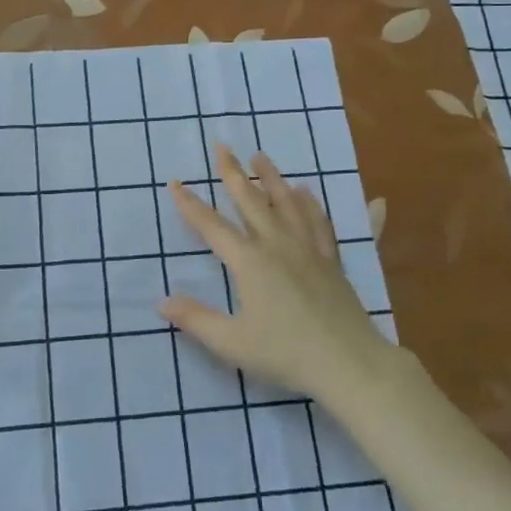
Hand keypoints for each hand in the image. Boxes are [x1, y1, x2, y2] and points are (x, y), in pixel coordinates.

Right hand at [160, 146, 391, 402]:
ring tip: (262, 157)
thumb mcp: (232, 342)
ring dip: (273, 178)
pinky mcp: (333, 262)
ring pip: (289, 204)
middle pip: (252, 201)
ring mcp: (309, 250)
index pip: (212, 226)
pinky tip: (314, 192)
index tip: (175, 182)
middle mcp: (278, 245)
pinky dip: (319, 207)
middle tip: (223, 146)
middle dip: (233, 172)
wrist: (348, 364)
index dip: (191, 205)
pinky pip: (325, 226)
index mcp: (250, 262)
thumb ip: (195, 320)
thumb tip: (161, 301)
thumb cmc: (286, 354)